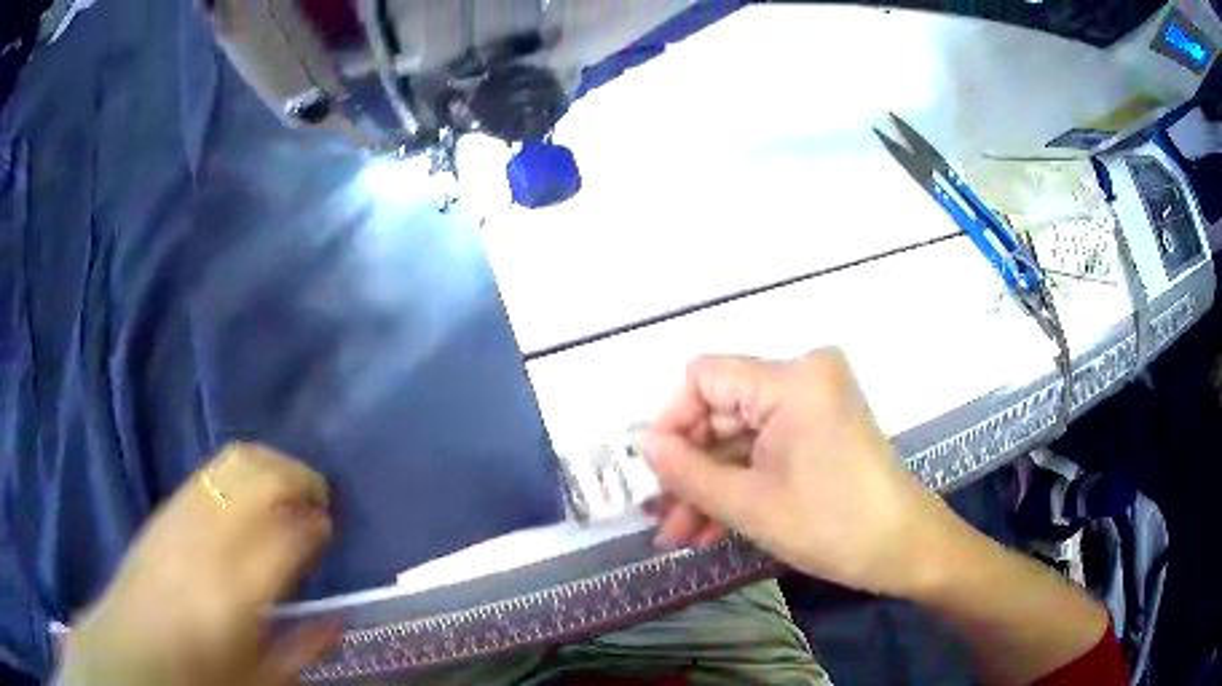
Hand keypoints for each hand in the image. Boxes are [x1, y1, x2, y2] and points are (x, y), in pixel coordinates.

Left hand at [60, 443, 337, 685]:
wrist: (134, 649)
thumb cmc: (200, 674)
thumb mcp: (260, 679)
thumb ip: (303, 649)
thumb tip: (338, 621)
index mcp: (238, 588)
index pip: (289, 532)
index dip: (317, 523)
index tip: (329, 528)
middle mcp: (210, 538)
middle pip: (262, 478)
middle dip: (300, 478)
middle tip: (318, 500)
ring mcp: (184, 515)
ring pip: (235, 462)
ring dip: (270, 464)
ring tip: (286, 487)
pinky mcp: (167, 508)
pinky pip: (210, 471)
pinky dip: (239, 470)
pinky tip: (246, 494)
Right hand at [645, 350, 961, 597]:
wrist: (905, 549)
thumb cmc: (832, 525)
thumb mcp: (749, 504)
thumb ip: (687, 471)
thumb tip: (643, 442)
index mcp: (790, 380)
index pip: (703, 377)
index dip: (672, 422)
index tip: (657, 474)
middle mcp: (803, 376)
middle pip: (722, 411)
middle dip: (690, 469)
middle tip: (664, 520)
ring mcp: (814, 403)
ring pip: (740, 437)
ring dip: (711, 484)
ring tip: (683, 536)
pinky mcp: (820, 428)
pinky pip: (766, 448)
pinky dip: (741, 483)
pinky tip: (713, 527)